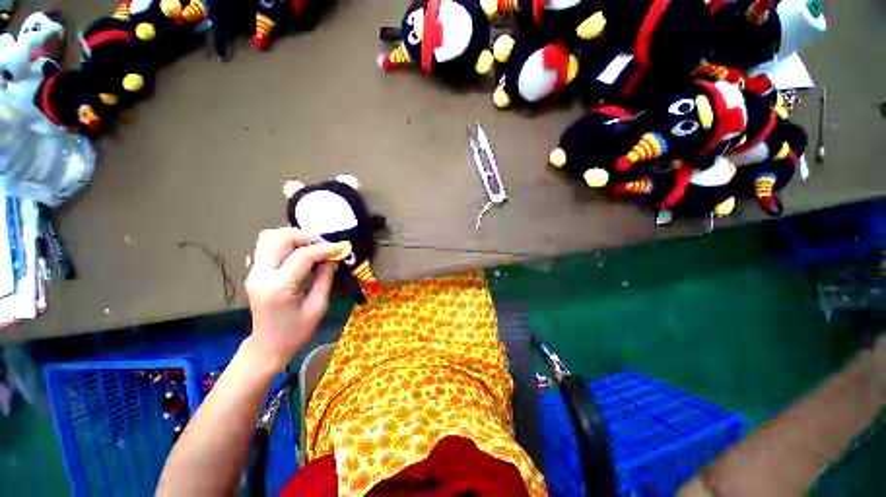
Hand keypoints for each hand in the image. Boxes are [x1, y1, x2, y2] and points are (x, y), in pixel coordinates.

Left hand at [244, 227, 343, 370]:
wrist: (267, 346)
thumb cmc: (296, 332)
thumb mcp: (318, 307)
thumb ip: (325, 278)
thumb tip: (332, 258)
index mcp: (278, 287)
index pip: (302, 256)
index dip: (325, 248)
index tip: (341, 249)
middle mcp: (261, 275)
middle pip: (279, 238)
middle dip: (306, 236)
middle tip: (325, 246)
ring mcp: (253, 272)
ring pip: (270, 237)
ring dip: (294, 236)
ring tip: (313, 246)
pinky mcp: (254, 272)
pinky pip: (267, 246)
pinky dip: (286, 242)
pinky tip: (300, 252)